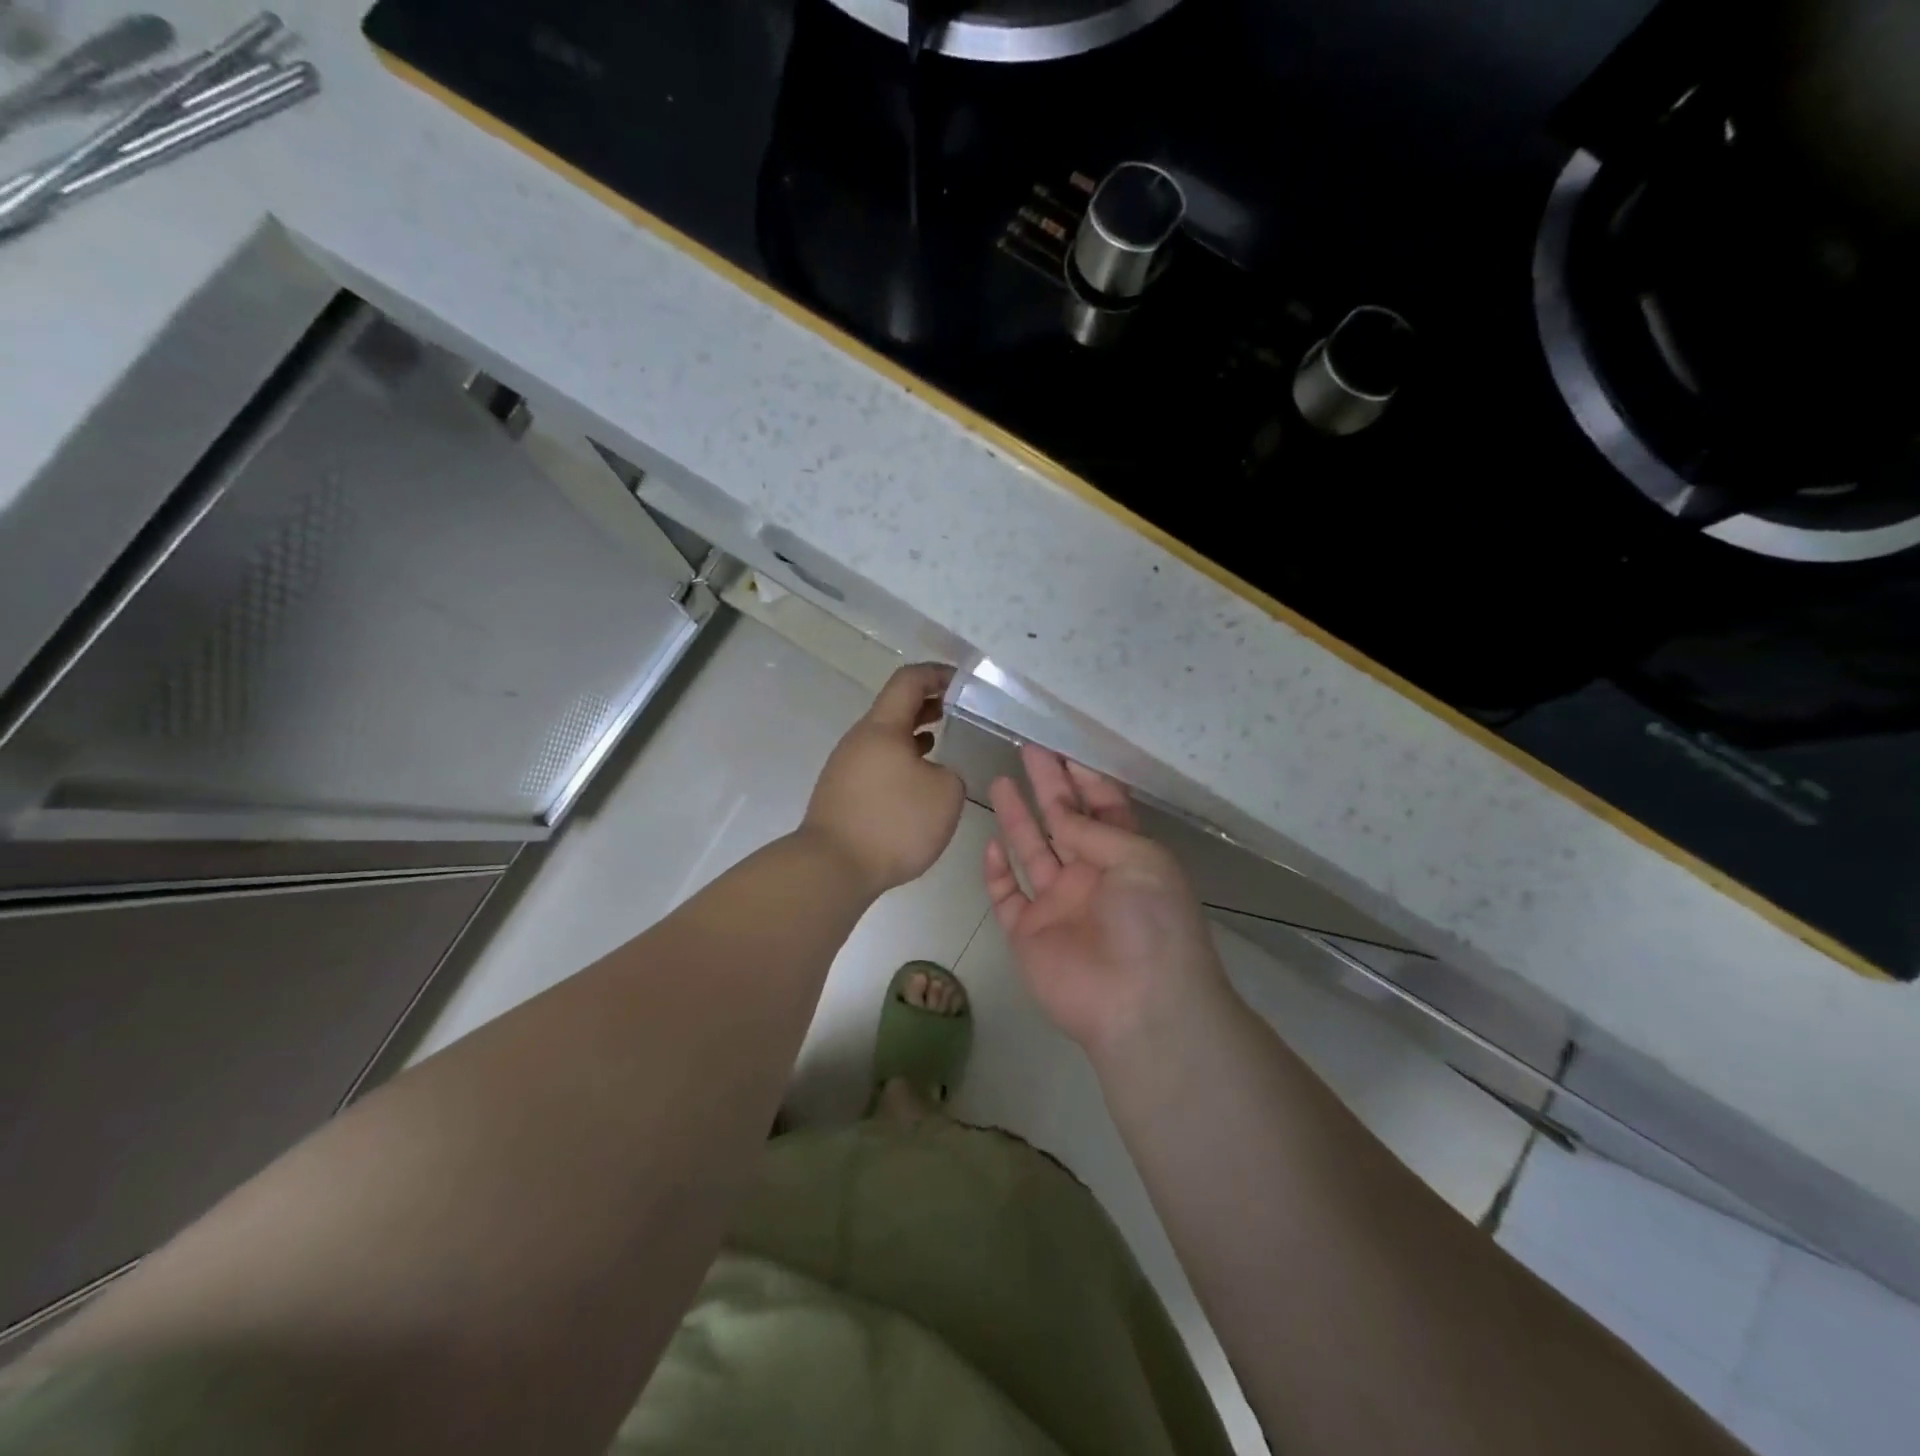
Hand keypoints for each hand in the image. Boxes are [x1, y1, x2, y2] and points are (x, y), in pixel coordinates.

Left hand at [802, 663, 965, 896]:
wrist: (832, 868)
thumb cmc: (893, 822)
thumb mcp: (946, 794)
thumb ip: (950, 773)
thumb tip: (934, 773)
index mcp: (883, 727)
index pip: (909, 681)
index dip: (938, 674)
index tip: (964, 682)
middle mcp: (860, 739)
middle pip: (895, 707)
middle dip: (928, 703)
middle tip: (959, 710)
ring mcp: (846, 765)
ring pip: (885, 737)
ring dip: (914, 733)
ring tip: (942, 741)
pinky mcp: (842, 792)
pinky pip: (877, 762)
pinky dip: (901, 759)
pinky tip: (917, 780)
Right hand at [985, 745, 1226, 1060]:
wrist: (1139, 1004)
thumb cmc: (1152, 923)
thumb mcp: (1140, 860)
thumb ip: (1094, 829)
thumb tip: (1059, 810)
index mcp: (1126, 857)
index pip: (1103, 808)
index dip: (1084, 778)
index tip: (1064, 749)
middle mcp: (1091, 876)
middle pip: (1064, 821)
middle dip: (1048, 785)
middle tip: (1029, 749)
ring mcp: (1057, 904)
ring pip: (1032, 851)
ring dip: (1018, 818)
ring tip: (1000, 780)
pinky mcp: (1028, 932)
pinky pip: (1007, 896)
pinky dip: (996, 872)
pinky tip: (991, 844)